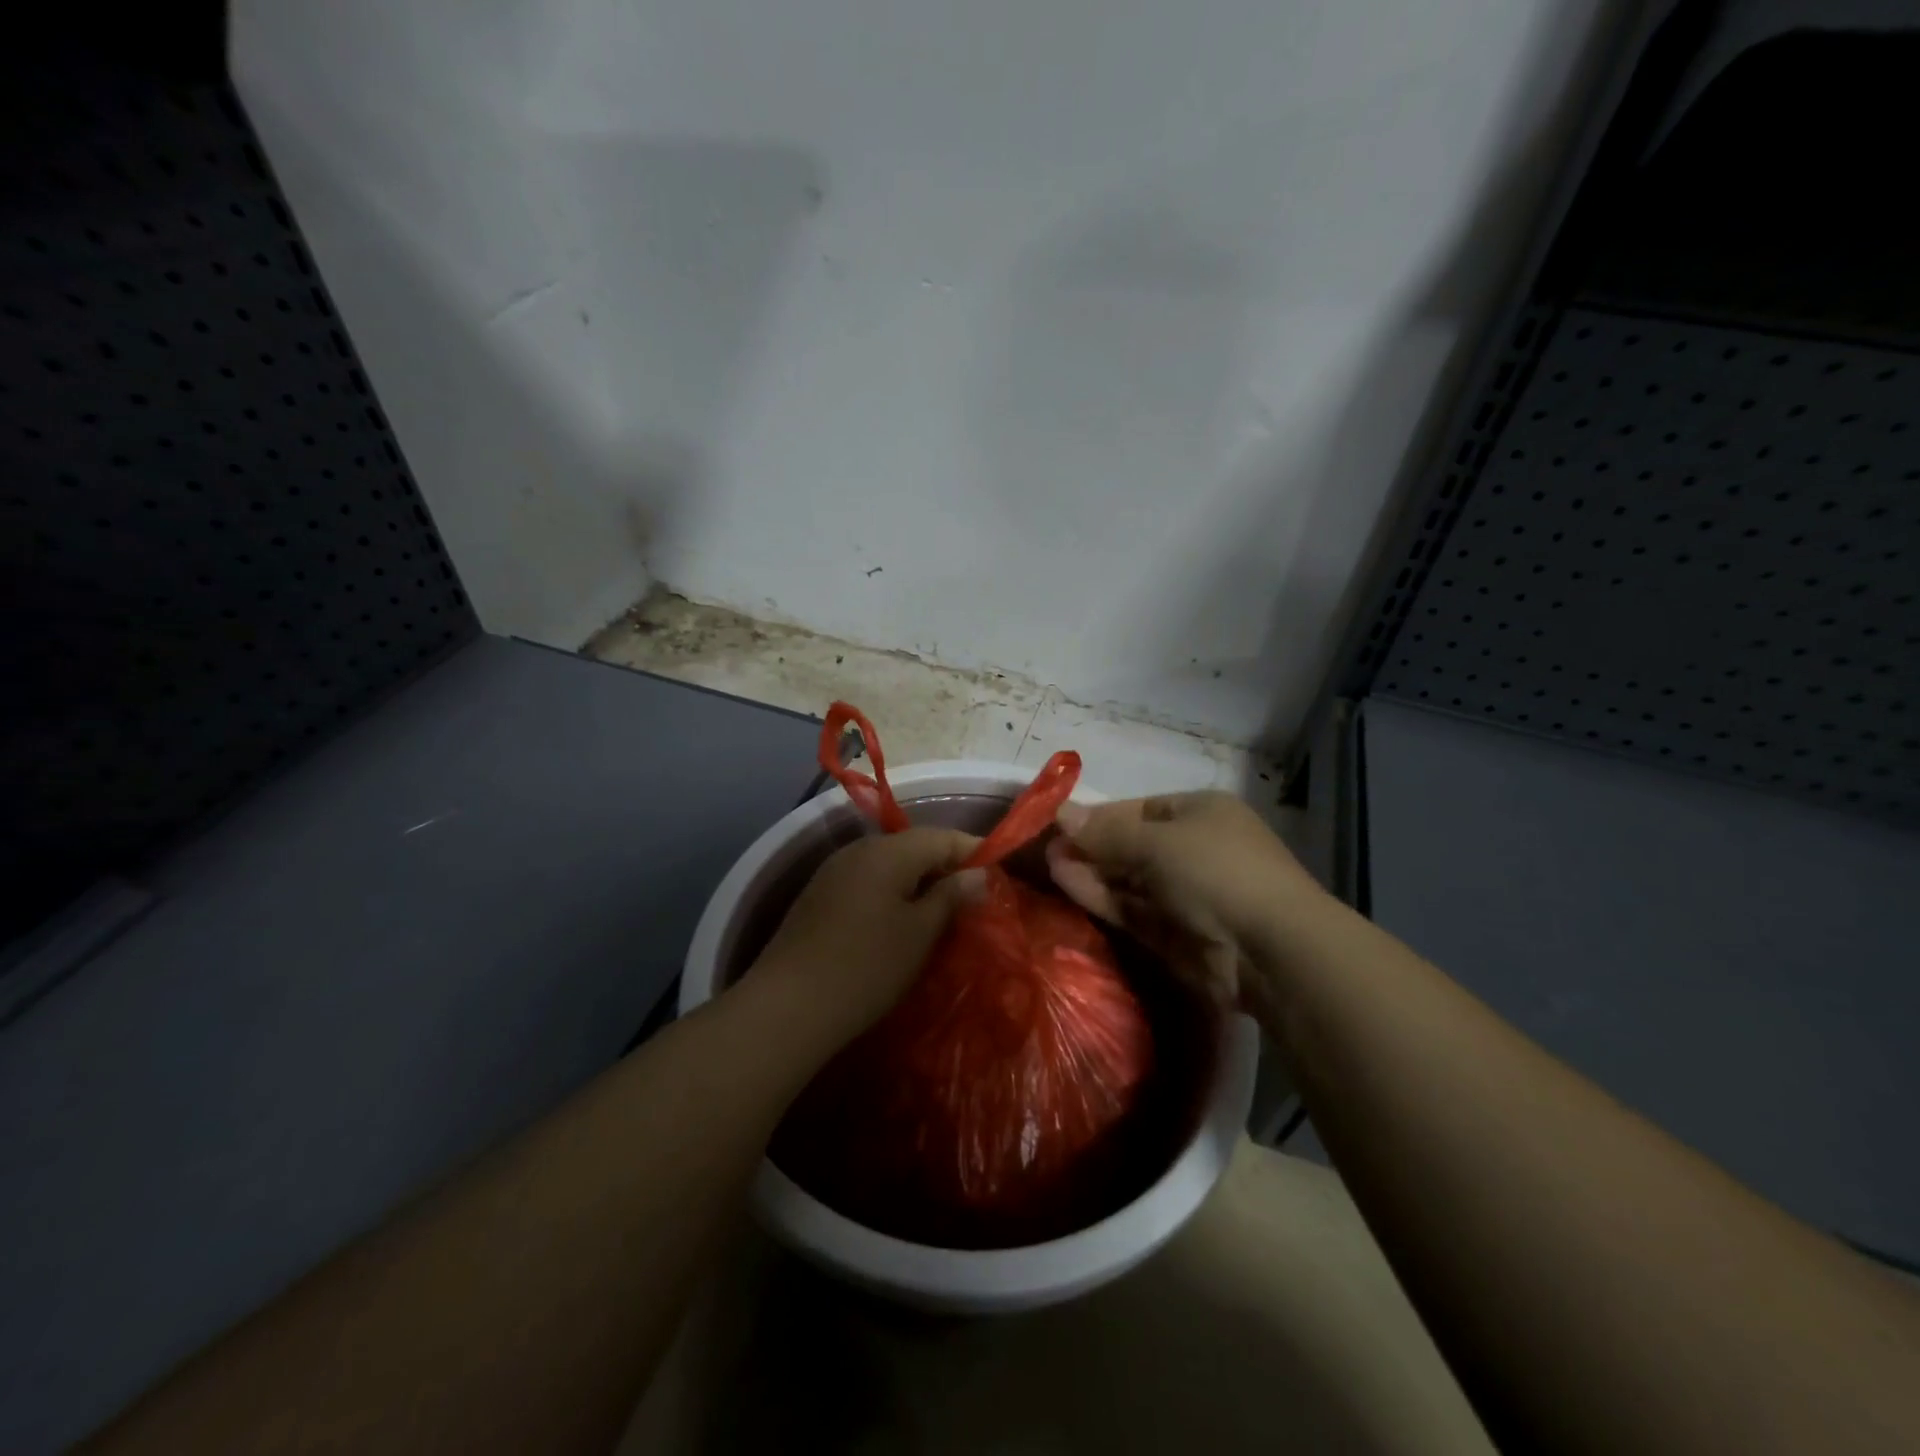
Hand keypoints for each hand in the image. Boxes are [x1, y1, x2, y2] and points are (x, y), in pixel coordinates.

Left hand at [751, 827, 984, 1041]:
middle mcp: (859, 850)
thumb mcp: (919, 933)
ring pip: (889, 864)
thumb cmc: (866, 967)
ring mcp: (834, 872)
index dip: (973, 851)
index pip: (942, 836)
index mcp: (888, 852)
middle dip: (946, 866)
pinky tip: (899, 921)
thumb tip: (978, 875)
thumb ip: (951, 897)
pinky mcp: (818, 897)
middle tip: (973, 896)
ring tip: (941, 910)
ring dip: (918, 881)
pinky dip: (892, 893)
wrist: (786, 1007)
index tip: (998, 873)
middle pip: (913, 846)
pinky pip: (867, 881)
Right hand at [1046, 793, 1325, 1012]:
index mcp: (1200, 813)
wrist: (1271, 950)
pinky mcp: (1176, 934)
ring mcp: (1186, 894)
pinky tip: (1066, 885)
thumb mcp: (1156, 843)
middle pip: (1131, 844)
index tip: (1059, 822)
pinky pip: (1132, 909)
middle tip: (1045, 848)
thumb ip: (1105, 832)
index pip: (1139, 809)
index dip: (1099, 816)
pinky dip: (1102, 898)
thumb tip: (1060, 812)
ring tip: (1048, 866)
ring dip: (1091, 872)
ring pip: (1129, 879)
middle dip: (1091, 846)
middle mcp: (1194, 849)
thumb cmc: (1216, 872)